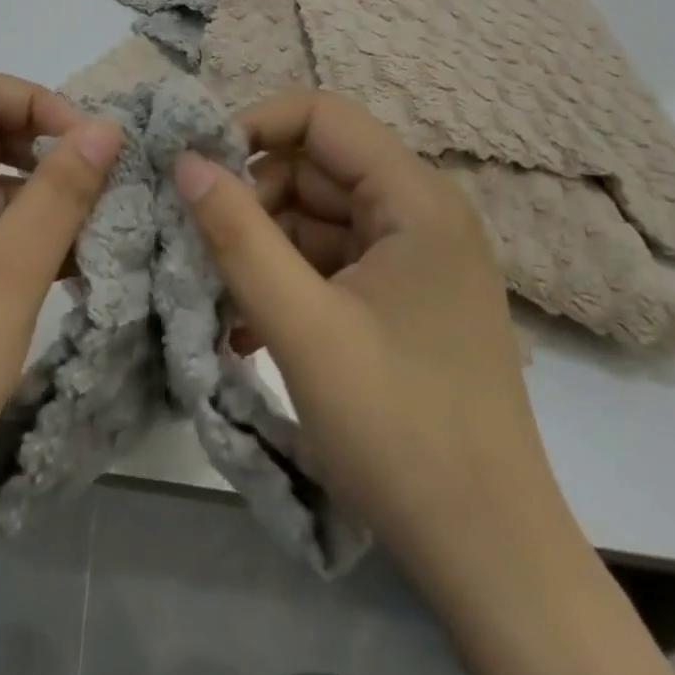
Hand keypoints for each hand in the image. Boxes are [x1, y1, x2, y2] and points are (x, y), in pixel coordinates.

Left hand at [0, 70, 121, 556]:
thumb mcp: (8, 273)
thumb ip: (60, 190)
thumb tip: (104, 127)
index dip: (35, 105)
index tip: (86, 149)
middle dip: (39, 154)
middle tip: (97, 193)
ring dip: (30, 202)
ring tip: (88, 236)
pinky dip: (7, 239)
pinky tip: (55, 269)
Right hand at [172, 92, 549, 582]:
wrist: (490, 558)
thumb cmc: (400, 431)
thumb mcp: (302, 328)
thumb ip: (237, 235)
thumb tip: (184, 160)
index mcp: (414, 198)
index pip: (320, 115)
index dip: (253, 126)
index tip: (199, 171)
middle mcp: (419, 212)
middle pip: (313, 167)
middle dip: (251, 201)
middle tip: (200, 250)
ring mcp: (412, 256)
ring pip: (313, 216)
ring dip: (261, 248)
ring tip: (221, 302)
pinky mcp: (401, 296)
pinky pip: (328, 260)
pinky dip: (285, 281)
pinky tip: (247, 330)